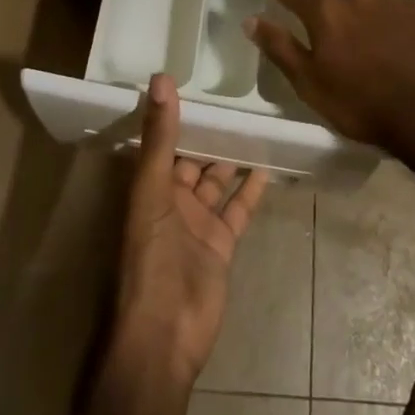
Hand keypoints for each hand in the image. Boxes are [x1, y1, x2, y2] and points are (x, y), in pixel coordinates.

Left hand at [115, 73, 267, 382]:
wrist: (164, 335)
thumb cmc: (150, 258)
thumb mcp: (151, 191)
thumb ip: (160, 137)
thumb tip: (160, 78)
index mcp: (149, 187)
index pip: (164, 142)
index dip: (178, 115)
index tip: (197, 81)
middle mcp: (172, 201)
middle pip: (193, 159)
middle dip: (210, 134)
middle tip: (236, 99)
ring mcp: (198, 223)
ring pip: (218, 181)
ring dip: (232, 157)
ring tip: (255, 125)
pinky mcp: (221, 244)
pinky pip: (238, 209)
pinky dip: (250, 190)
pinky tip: (266, 166)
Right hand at [246, 0, 414, 172]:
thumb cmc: (360, 103)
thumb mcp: (310, 84)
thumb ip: (279, 47)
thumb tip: (251, 19)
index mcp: (324, 10)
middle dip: (328, 18)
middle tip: (336, 54)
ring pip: (362, 3)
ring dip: (358, 20)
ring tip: (369, 57)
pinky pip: (390, 10)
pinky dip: (385, 24)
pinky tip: (394, 52)